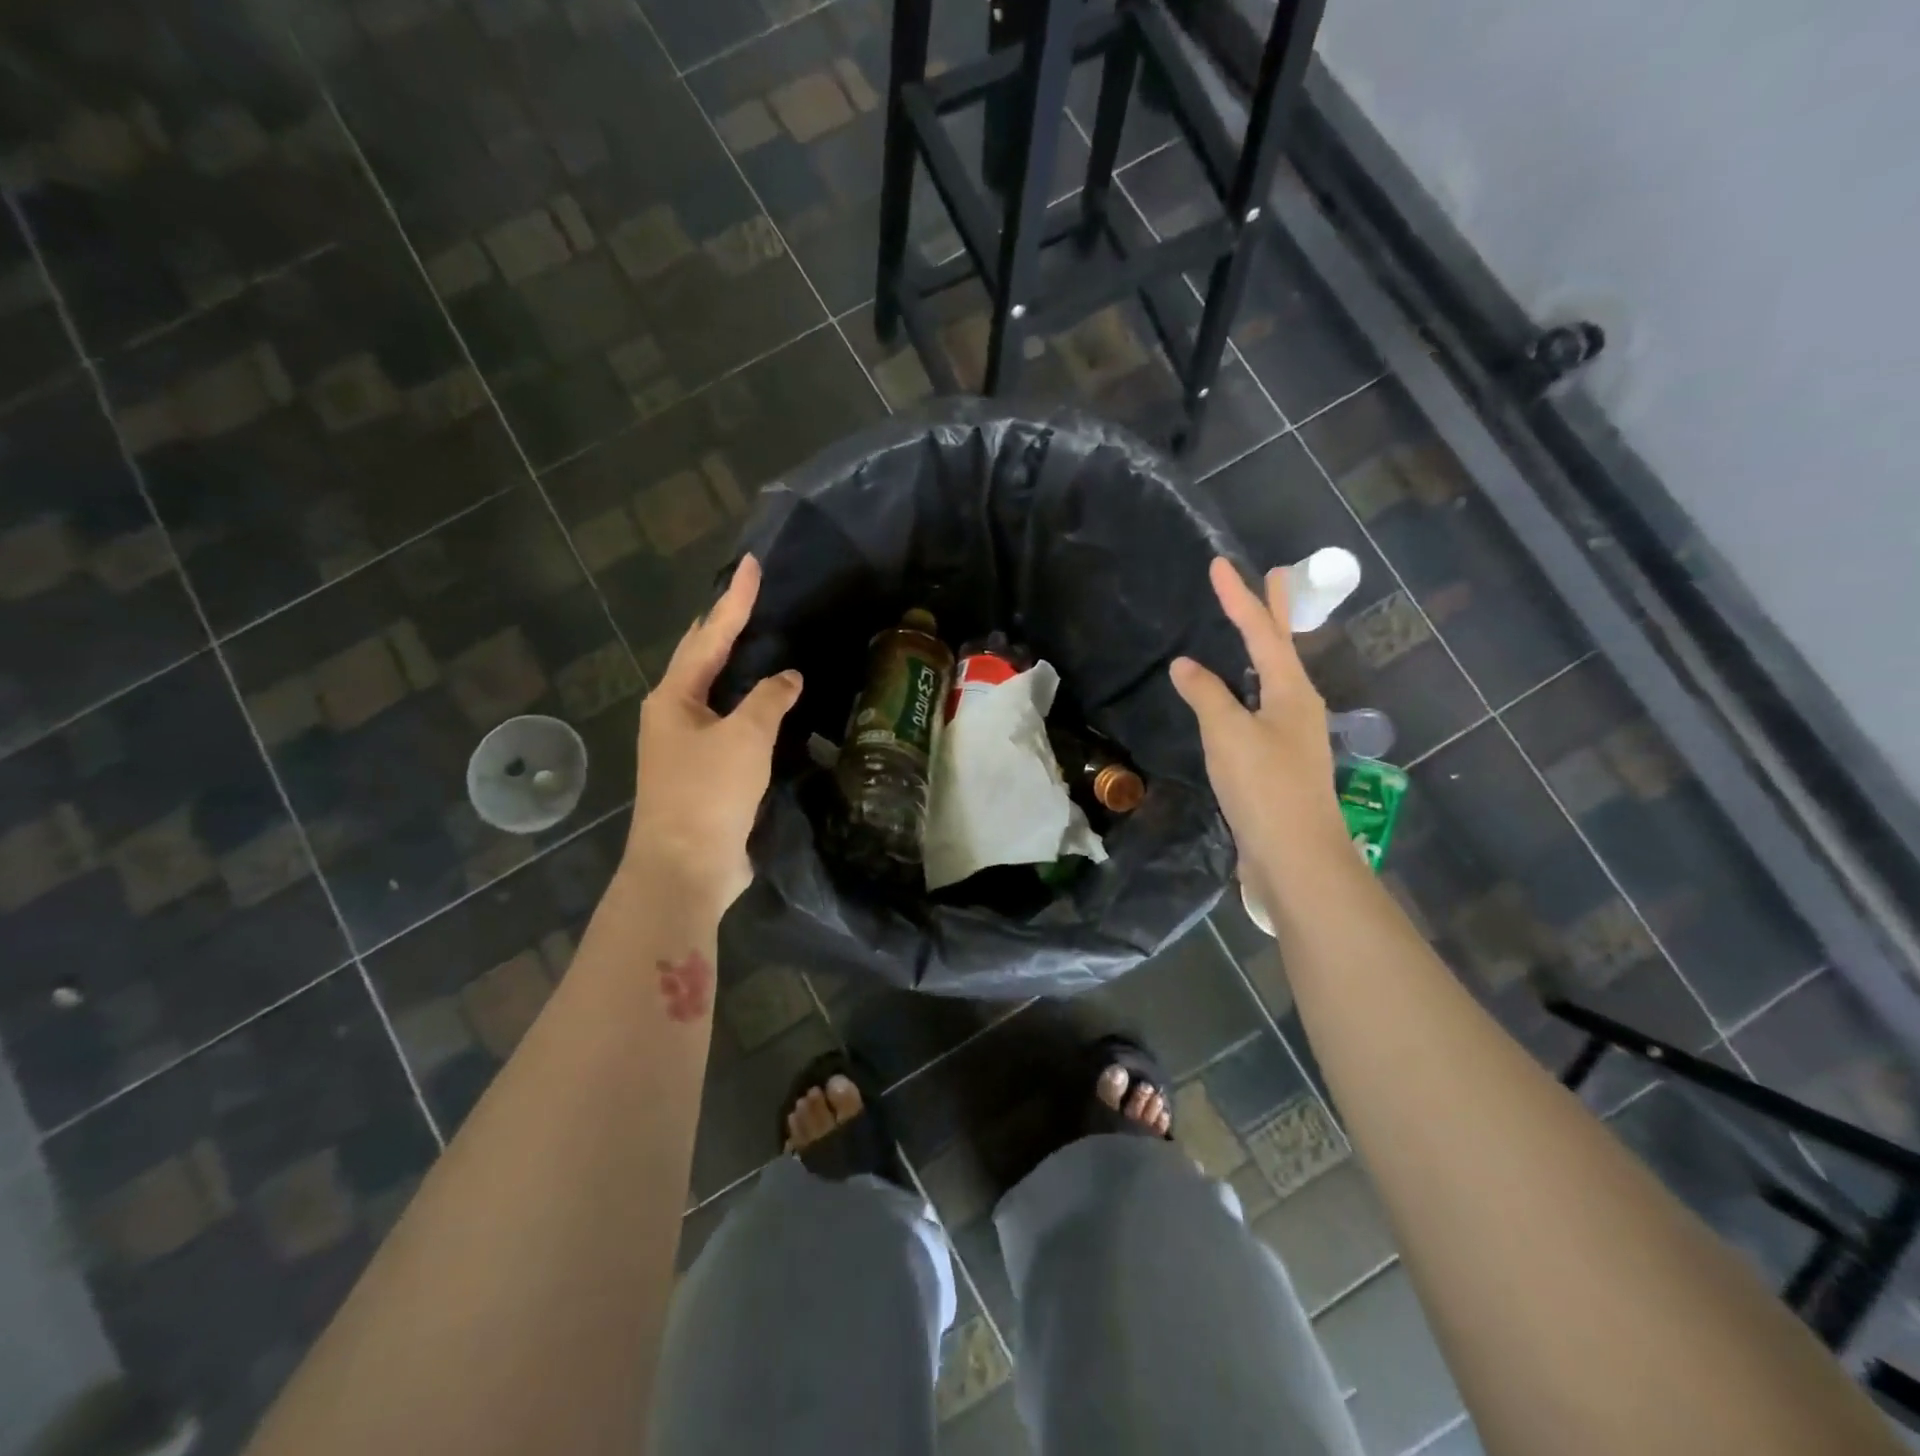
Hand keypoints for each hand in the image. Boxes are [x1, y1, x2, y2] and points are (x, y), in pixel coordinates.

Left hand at [627, 554, 801, 912]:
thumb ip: (769, 700)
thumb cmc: (708, 793)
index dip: (734, 599)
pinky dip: (748, 705)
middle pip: (702, 658)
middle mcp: (674, 715)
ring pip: (715, 692)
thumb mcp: (745, 738)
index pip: (710, 635)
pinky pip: (730, 724)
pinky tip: (767, 704)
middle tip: (749, 596)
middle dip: (724, 626)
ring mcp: (686, 745)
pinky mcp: (704, 772)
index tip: (751, 565)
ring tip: (759, 639)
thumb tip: (788, 677)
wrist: (686, 867)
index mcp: (674, 698)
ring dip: (735, 665)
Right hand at [1170, 557, 1350, 890]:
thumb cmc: (1264, 788)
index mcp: (1292, 692)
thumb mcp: (1228, 735)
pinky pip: (1262, 708)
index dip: (1239, 598)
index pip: (1262, 633)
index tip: (1219, 565)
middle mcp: (1298, 706)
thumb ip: (1206, 695)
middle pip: (1283, 648)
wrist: (1296, 856)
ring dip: (1266, 649)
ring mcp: (1292, 735)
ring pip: (1275, 679)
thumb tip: (1185, 665)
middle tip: (1277, 574)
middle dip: (1276, 611)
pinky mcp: (1279, 761)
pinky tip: (1240, 697)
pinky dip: (1250, 687)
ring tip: (1255, 630)